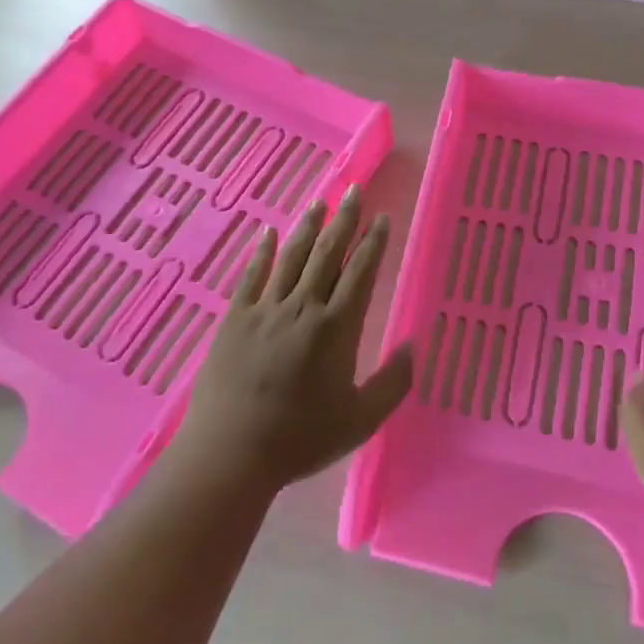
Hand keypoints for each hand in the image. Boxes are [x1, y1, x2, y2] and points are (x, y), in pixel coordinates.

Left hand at [170, 186, 412, 495]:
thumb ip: (393, 383)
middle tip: (353, 190)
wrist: (231, 452)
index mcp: (336, 328)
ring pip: (291, 257)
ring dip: (308, 227)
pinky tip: (268, 231)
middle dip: (344, 220)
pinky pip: (252, 275)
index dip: (373, 243)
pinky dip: (261, 251)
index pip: (360, 272)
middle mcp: (303, 307)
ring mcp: (265, 309)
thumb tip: (412, 346)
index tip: (381, 218)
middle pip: (327, 253)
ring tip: (319, 202)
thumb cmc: (301, 438)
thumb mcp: (360, 420)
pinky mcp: (235, 318)